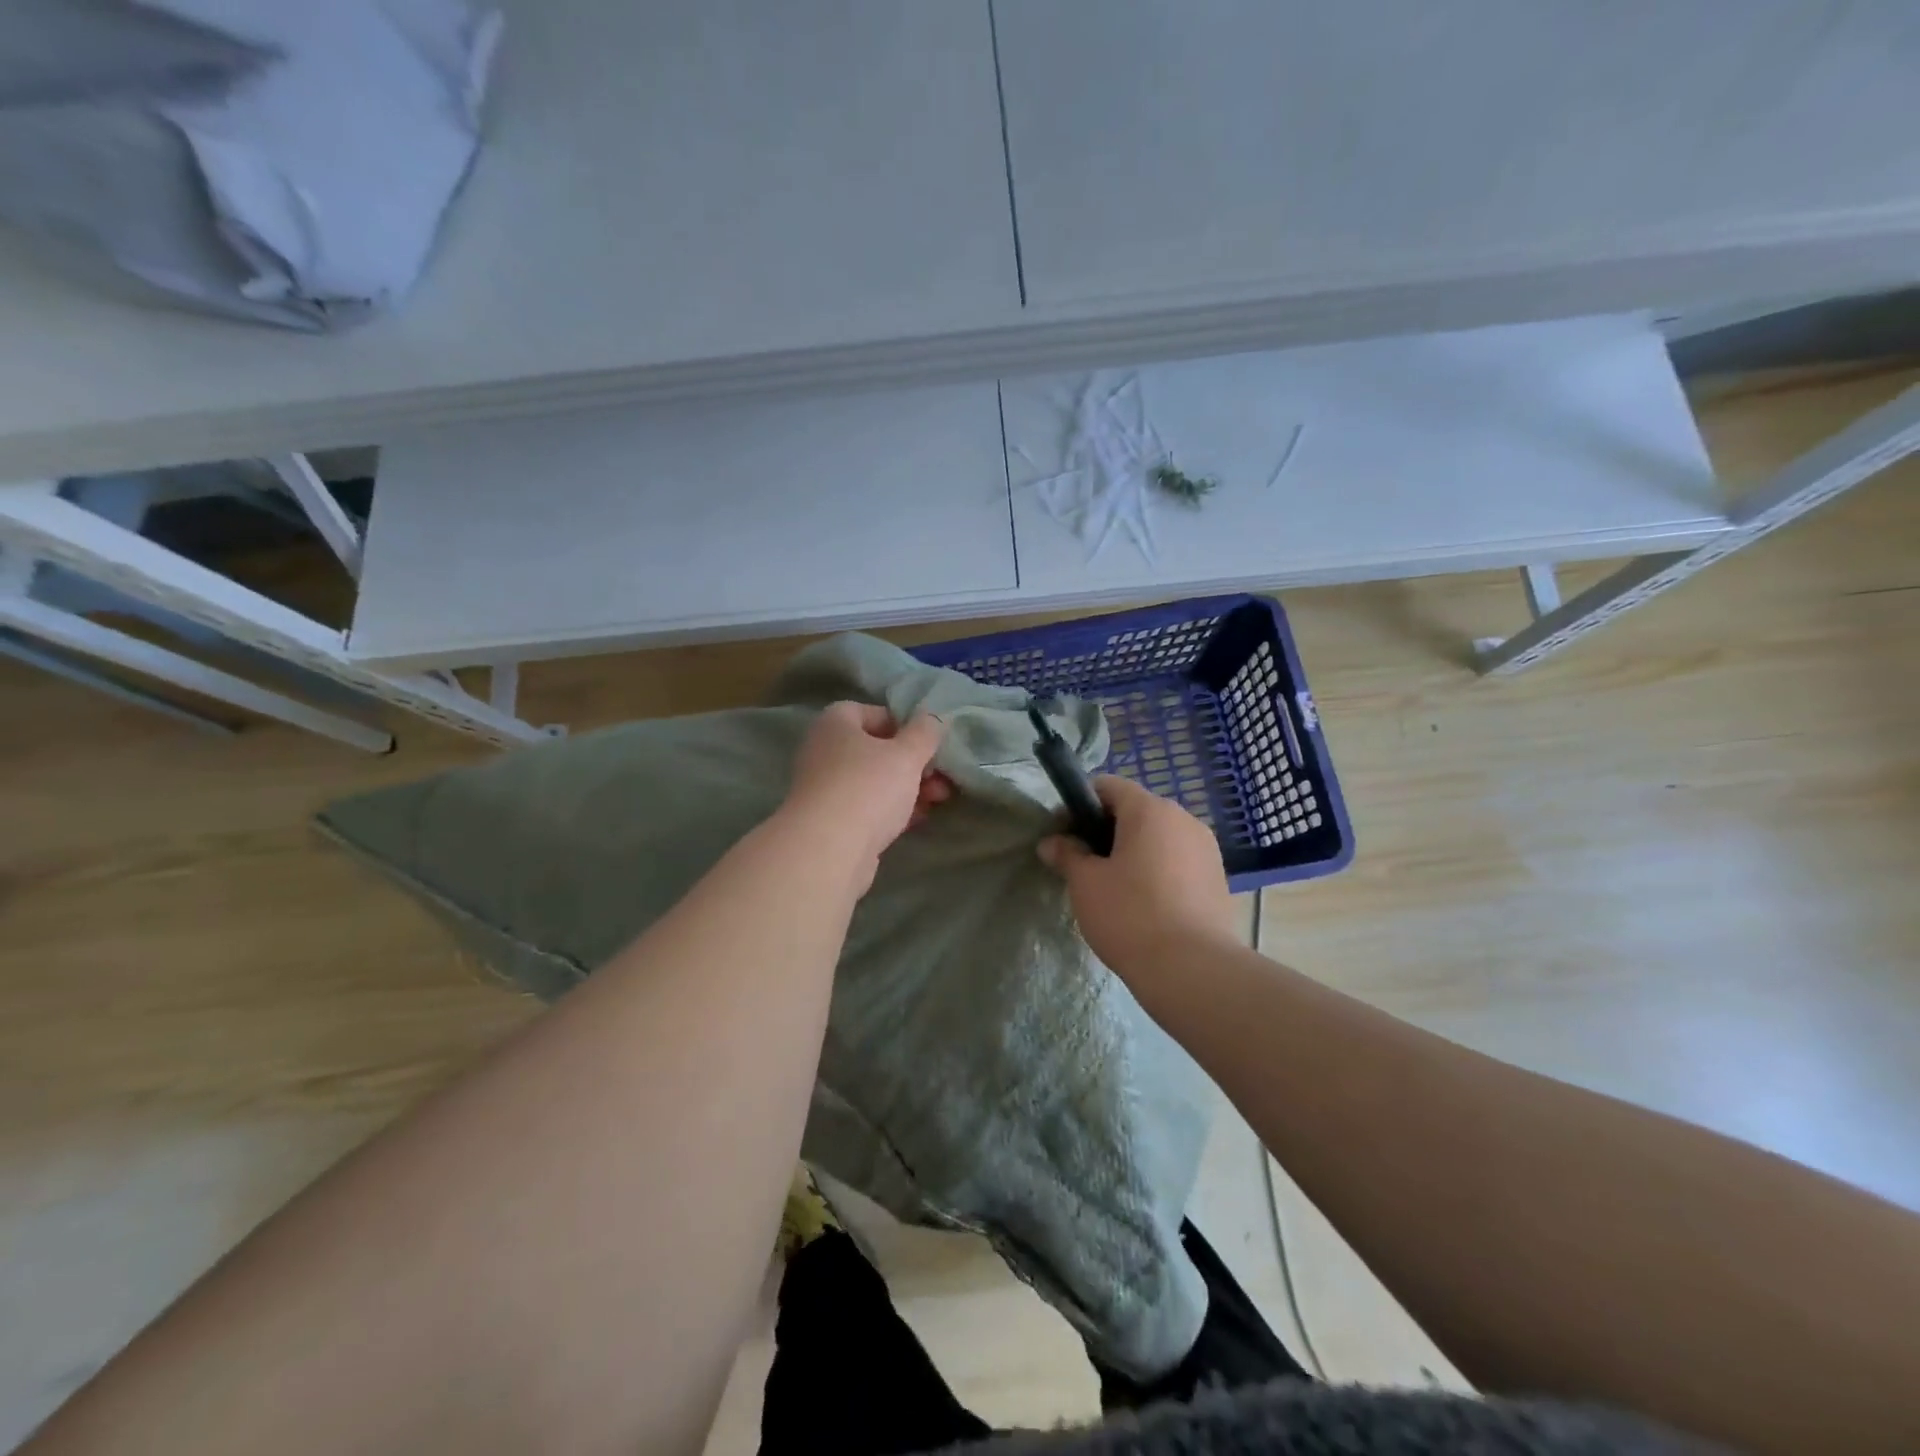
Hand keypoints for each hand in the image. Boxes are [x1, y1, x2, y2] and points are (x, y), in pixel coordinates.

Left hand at [781, 702, 950, 872]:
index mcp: (835, 724)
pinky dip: (891, 810)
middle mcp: (824, 751)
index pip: (870, 712)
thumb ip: (924, 733)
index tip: (927, 742)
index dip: (902, 723)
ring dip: (907, 787)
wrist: (828, 850)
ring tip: (938, 800)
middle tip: (940, 776)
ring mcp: (824, 788)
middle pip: (875, 749)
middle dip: (912, 762)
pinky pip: (866, 807)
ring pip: (873, 781)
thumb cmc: (868, 788)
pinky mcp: (830, 822)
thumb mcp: (907, 755)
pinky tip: (916, 820)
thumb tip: (932, 718)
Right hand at [1038, 776, 1236, 988]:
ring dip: (1133, 851)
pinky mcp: (1218, 878)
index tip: (1064, 835)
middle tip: (1084, 864)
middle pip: (1135, 810)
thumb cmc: (1130, 915)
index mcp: (1150, 810)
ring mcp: (1206, 848)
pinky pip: (1178, 860)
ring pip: (1159, 837)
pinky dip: (1157, 870)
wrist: (1192, 969)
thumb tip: (1051, 843)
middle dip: (1106, 830)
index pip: (1108, 786)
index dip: (1079, 805)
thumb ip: (1067, 855)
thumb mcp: (1085, 883)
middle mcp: (1183, 818)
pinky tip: (1145, 904)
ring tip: (1115, 887)